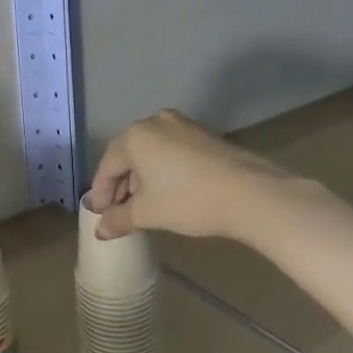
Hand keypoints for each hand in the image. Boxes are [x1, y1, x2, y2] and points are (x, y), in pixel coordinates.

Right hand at [89, 110, 279, 242]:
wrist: (252, 193)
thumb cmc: (189, 200)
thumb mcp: (148, 213)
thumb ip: (118, 219)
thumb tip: (101, 229)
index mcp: (133, 137)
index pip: (107, 167)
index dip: (101, 195)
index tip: (100, 216)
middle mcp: (154, 122)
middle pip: (127, 156)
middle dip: (121, 185)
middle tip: (119, 212)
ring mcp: (181, 125)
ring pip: (150, 152)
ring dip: (142, 178)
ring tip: (143, 204)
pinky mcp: (203, 134)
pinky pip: (170, 150)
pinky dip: (162, 170)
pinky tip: (167, 191)